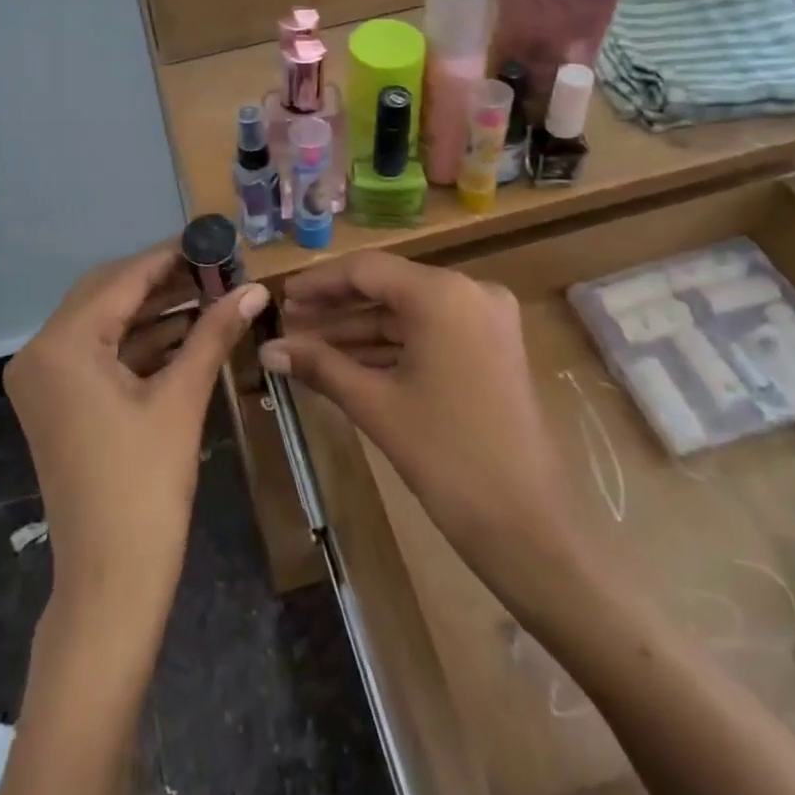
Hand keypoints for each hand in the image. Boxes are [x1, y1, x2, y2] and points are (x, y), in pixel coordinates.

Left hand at [6, 243, 269, 625]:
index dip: (170, 255)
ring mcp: (46, 379)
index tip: (212, 238)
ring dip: (155, 310)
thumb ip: (214, 333)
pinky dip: (141, 342)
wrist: (111, 580)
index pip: (122, 279)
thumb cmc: (145, 485)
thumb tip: (256, 288)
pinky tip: (187, 330)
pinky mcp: (59, 401)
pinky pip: (101, 354)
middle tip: (216, 267)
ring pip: (105, 323)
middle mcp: (41, 352)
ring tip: (211, 293)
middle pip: (108, 294)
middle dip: (163, 280)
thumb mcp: (182, 399)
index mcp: (62, 345)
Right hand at [260, 251, 594, 595]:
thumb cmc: (446, 457)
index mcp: (443, 294)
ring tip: (307, 344)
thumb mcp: (376, 404)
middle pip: (388, 286)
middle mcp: (469, 291)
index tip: (280, 297)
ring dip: (359, 329)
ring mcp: (485, 319)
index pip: (366, 270)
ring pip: (407, 312)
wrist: (527, 525)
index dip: (319, 282)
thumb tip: (267, 349)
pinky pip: (429, 333)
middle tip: (289, 321)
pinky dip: (390, 346)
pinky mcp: (491, 347)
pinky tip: (347, 361)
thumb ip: (319, 365)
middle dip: (337, 307)